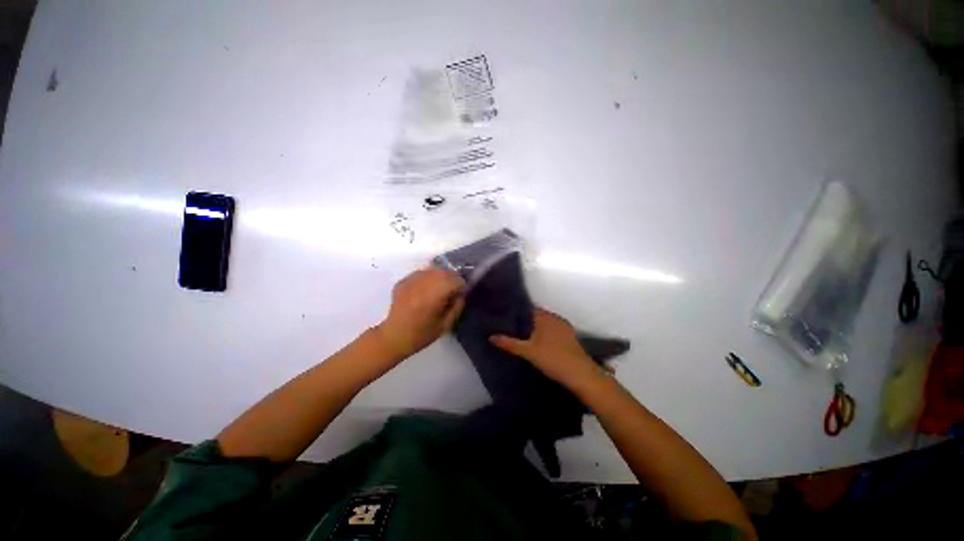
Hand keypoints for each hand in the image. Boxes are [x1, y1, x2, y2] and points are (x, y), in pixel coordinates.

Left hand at [376, 268, 464, 358]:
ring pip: (433, 269)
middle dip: (452, 279)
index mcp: (433, 296)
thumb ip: (457, 306)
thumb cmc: (422, 334)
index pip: (455, 280)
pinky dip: (428, 277)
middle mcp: (422, 284)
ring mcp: (411, 280)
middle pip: (445, 271)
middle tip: (452, 291)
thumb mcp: (446, 325)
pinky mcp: (403, 280)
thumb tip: (461, 293)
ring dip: (441, 276)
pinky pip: (421, 273)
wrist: (394, 337)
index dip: (461, 286)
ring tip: (439, 289)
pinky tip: (425, 290)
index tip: (461, 294)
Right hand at [489, 308, 601, 388]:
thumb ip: (509, 343)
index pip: (529, 308)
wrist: (581, 375)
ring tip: (521, 334)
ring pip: (545, 324)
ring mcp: (565, 328)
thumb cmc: (553, 359)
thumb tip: (491, 336)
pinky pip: (552, 331)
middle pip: (537, 316)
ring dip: (536, 328)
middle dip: (525, 320)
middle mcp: (556, 318)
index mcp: (545, 317)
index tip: (506, 316)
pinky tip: (538, 343)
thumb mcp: (528, 352)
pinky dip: (544, 334)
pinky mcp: (570, 338)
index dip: (517, 312)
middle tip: (510, 326)